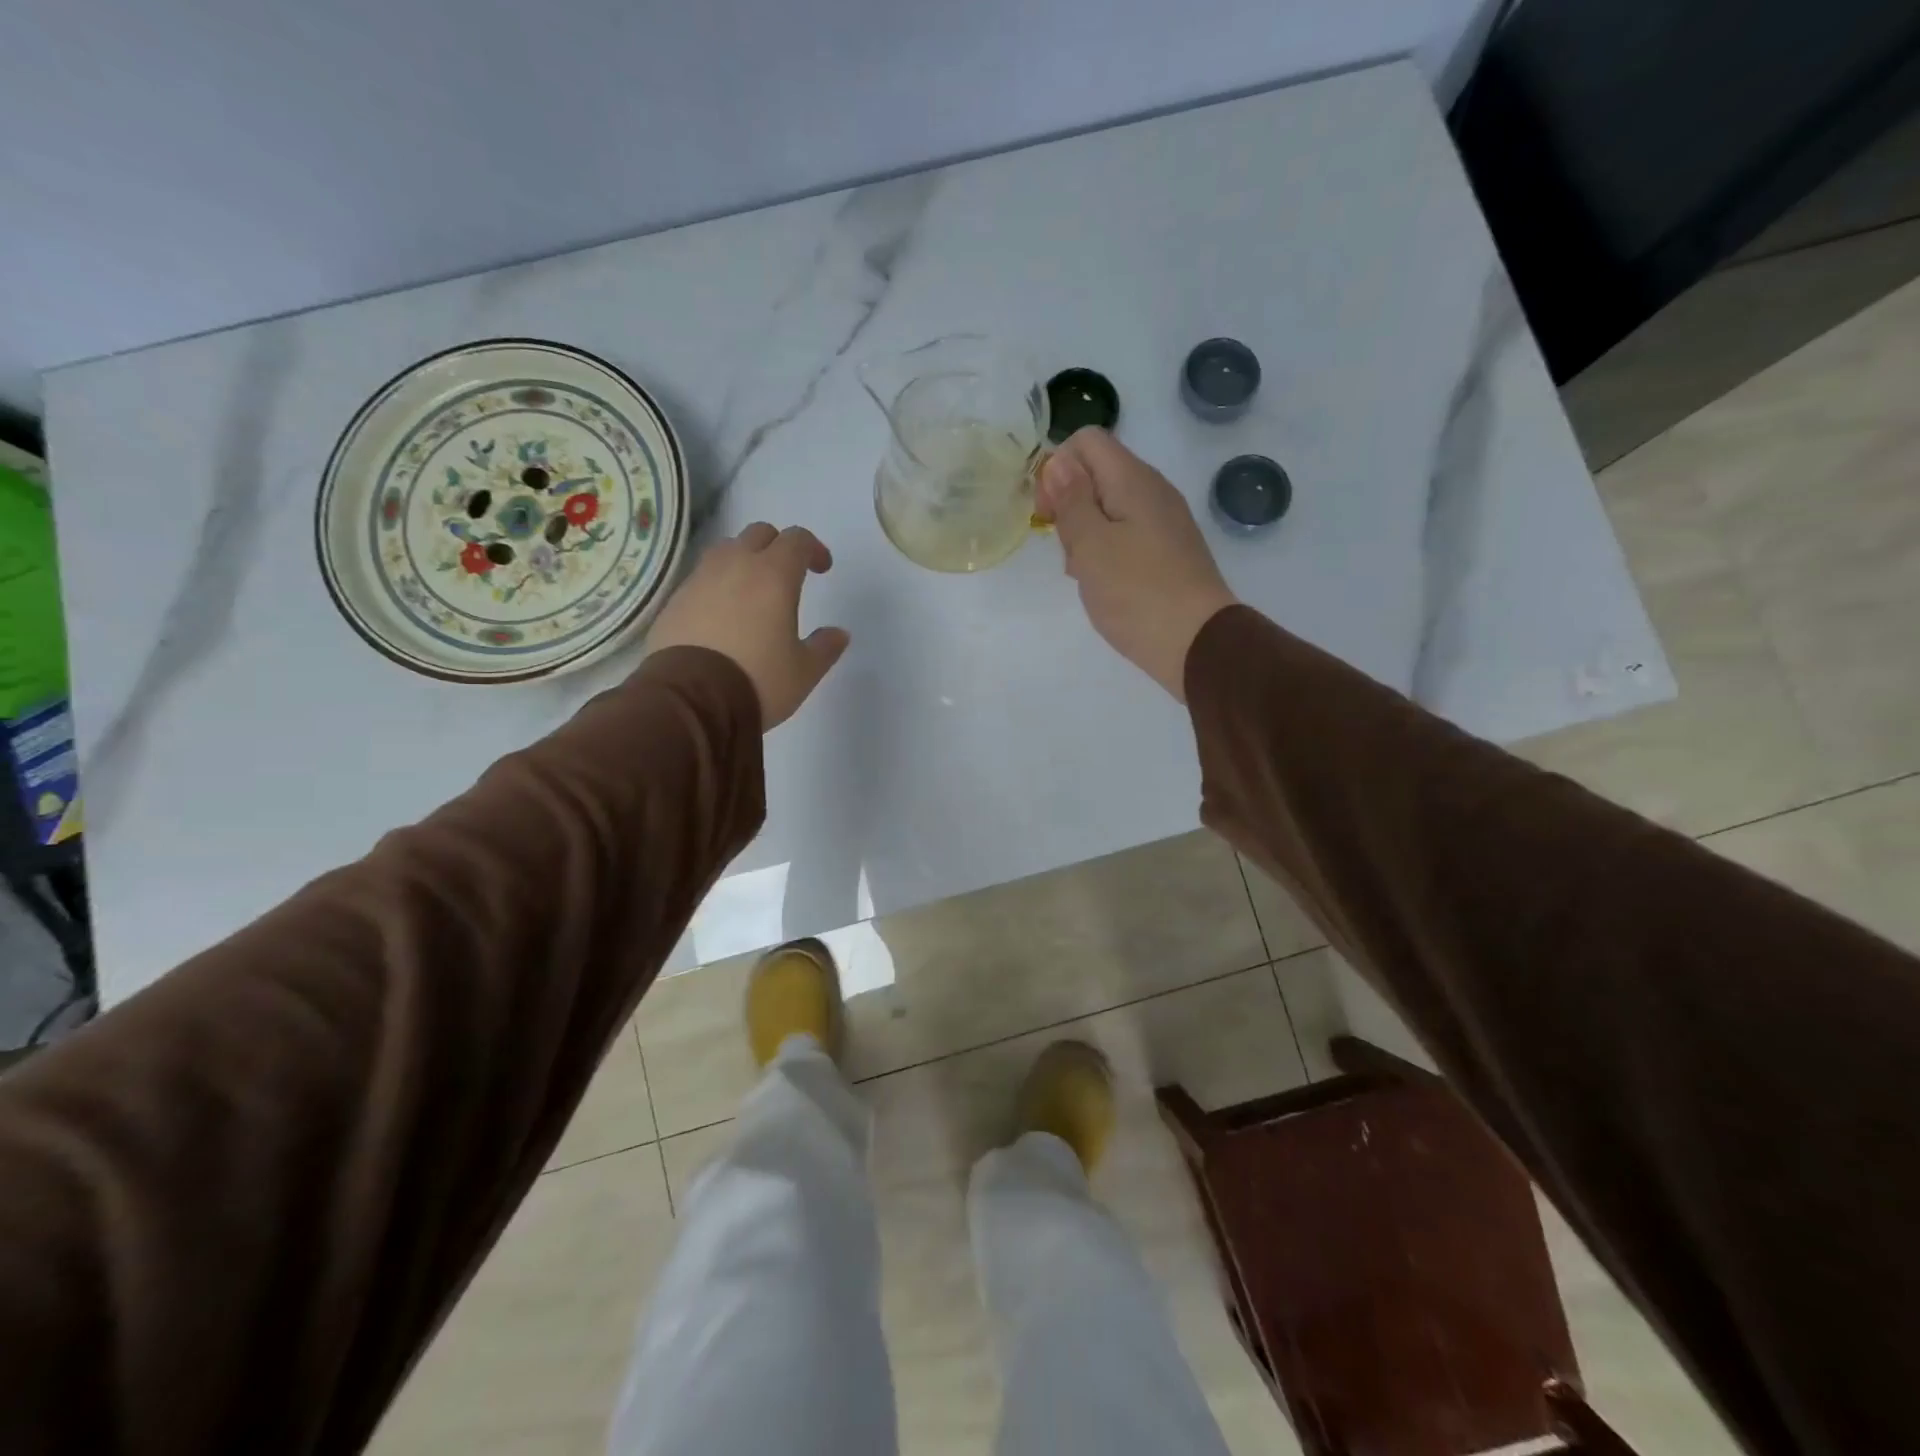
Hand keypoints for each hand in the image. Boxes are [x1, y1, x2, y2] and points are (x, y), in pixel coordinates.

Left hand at [648, 523, 849, 729]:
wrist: (691, 700)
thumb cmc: (758, 680)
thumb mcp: (804, 671)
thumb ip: (824, 647)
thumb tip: (838, 633)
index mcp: (774, 575)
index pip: (797, 539)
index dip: (813, 548)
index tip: (821, 569)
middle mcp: (735, 566)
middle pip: (758, 534)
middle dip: (777, 547)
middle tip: (787, 575)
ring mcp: (699, 580)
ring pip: (725, 551)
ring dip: (743, 561)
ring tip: (751, 592)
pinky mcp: (674, 601)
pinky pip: (701, 579)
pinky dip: (716, 586)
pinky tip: (721, 617)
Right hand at [1036, 428, 1236, 701]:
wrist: (1197, 643)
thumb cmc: (1136, 592)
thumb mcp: (1090, 545)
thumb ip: (1071, 499)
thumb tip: (1058, 461)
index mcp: (1133, 479)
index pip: (1086, 441)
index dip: (1057, 468)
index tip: (1047, 514)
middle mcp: (1152, 491)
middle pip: (1097, 474)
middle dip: (1069, 505)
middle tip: (1067, 549)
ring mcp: (1164, 521)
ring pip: (1109, 508)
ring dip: (1085, 534)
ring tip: (1084, 574)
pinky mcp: (1168, 550)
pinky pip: (1126, 535)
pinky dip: (1106, 552)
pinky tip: (1104, 584)